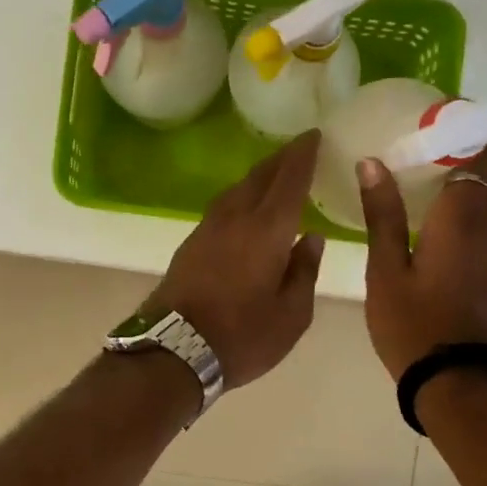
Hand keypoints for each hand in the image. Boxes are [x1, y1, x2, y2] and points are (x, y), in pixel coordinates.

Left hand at [146, 130, 325, 388]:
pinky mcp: (189, 245)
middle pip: (258, 178)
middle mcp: (235, 219)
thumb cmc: (242, 336)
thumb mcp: (291, 315)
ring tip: (273, 175)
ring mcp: (207, 230)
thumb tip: (311, 238)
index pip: (289, 180)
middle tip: (298, 149)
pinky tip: (244, 209)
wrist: (173, 350)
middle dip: (280, 159)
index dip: (302, 155)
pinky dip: (239, 198)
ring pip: (236, 190)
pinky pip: (221, 208)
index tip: (313, 135)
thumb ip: (304, 272)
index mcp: (266, 230)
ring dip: (257, 177)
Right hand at [357, 141, 486, 379]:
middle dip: (473, 142)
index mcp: (463, 220)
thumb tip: (373, 163)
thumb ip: (382, 215)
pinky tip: (436, 205)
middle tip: (433, 133)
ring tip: (429, 162)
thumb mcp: (385, 270)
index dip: (465, 128)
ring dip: (473, 168)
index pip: (478, 155)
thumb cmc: (412, 324)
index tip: (437, 113)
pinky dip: (471, 195)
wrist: (454, 379)